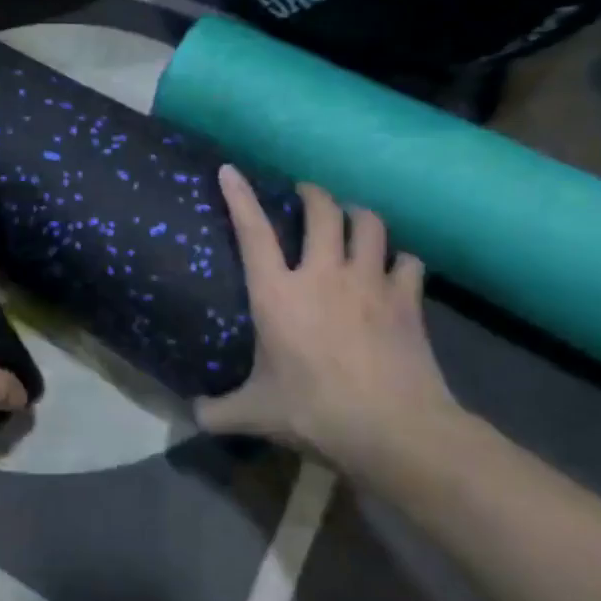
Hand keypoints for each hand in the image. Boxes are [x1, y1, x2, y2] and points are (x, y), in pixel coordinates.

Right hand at [198, 166, 458, 473]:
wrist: (395, 429)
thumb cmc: (315, 412)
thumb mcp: (255, 414)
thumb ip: (218, 411)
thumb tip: (192, 414)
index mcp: (278, 293)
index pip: (253, 231)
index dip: (239, 196)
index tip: (230, 170)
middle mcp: (323, 275)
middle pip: (322, 211)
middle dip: (313, 194)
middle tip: (306, 195)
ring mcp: (370, 283)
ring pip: (369, 224)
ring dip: (358, 216)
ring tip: (351, 220)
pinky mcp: (407, 300)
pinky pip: (408, 262)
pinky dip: (400, 260)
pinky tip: (395, 269)